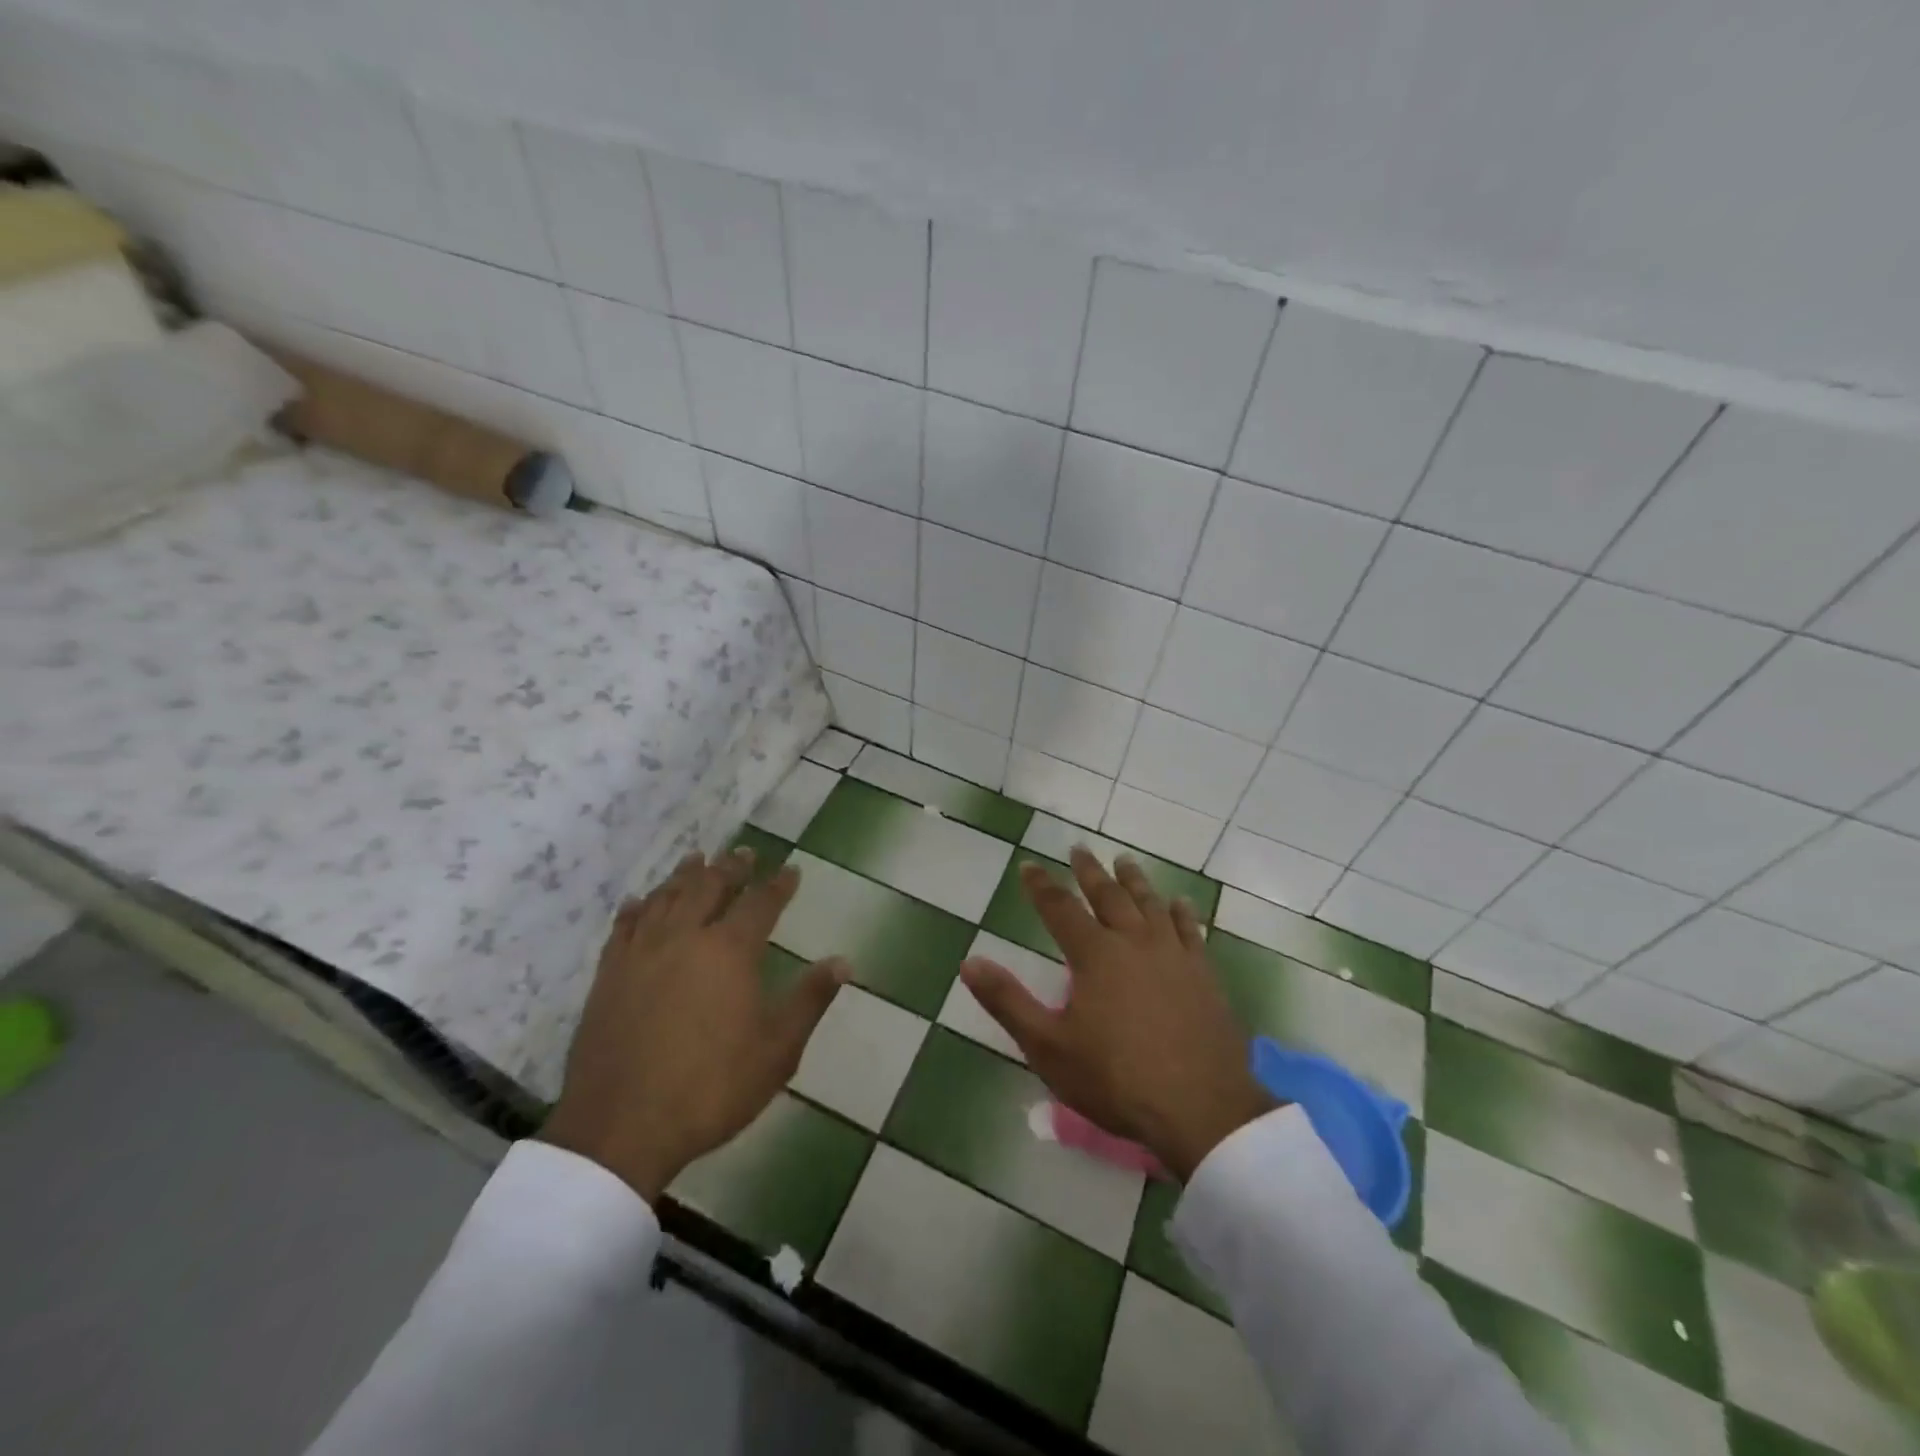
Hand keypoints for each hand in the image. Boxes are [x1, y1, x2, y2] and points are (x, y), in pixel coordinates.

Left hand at [541, 850, 848, 1201]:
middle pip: (710, 888)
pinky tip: (639, 902)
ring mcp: (641, 954)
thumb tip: (844, 961)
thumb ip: (810, 1000)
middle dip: (731, 868)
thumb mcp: (777, 1050)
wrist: (621, 1127)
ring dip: (685, 876)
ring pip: (666, 899)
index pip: (760, 904)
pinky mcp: (607, 976)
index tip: (791, 868)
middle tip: (744, 853)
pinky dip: (636, 909)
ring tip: (696, 860)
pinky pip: (623, 928)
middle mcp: (685, 938)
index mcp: (730, 952)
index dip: (779, 884)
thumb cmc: (711, 1088)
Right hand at [959, 849, 1275, 1180]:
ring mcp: (1174, 955)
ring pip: (1150, 904)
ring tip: (1124, 861)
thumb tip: (969, 962)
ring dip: (1134, 880)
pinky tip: (1180, 903)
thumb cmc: (1116, 1080)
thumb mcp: (1049, 1047)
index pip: (1060, 908)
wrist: (1201, 1109)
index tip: (1029, 865)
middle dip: (1089, 871)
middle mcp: (1134, 942)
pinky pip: (1191, 930)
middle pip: (1108, 895)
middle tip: (1079, 849)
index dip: (1041, 885)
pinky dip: (1182, 912)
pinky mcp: (1204, 974)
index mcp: (1095, 955)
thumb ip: (1008, 1002)